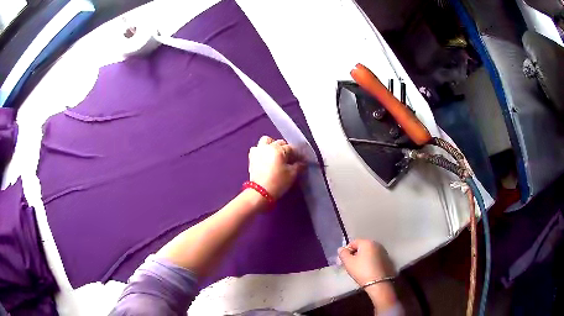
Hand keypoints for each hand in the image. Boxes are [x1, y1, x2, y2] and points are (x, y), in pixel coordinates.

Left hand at [248, 136, 304, 199]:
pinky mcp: (251, 157)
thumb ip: (298, 166)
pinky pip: (257, 148)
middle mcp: (267, 146)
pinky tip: (266, 158)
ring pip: (266, 141)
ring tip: (276, 155)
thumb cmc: (278, 182)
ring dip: (272, 145)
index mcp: (278, 149)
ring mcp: (258, 151)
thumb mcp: (292, 174)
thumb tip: (302, 162)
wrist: (260, 193)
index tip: (301, 160)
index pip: (291, 148)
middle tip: (290, 159)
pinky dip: (262, 151)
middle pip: (279, 143)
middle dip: (286, 149)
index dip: (298, 154)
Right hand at [339, 239, 394, 286]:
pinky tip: (367, 270)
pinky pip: (375, 257)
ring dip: (363, 258)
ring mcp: (383, 251)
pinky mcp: (387, 259)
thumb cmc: (362, 271)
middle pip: (362, 247)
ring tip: (358, 268)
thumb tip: (341, 249)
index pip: (353, 242)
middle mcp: (377, 244)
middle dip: (355, 254)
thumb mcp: (348, 262)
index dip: (346, 251)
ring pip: (369, 252)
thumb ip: (343, 253)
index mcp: (367, 242)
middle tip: (350, 264)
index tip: (343, 261)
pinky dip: (370, 261)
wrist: (379, 283)